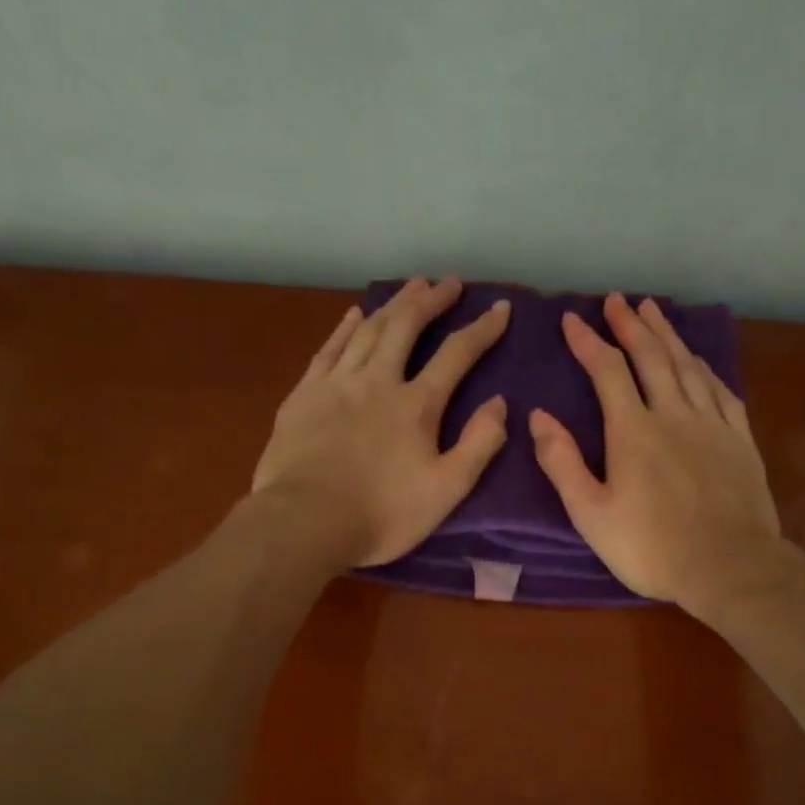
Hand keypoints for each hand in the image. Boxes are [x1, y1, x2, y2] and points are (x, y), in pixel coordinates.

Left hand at [252, 278, 511, 567]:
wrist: (305, 522)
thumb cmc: (382, 514)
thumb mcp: (446, 490)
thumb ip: (478, 445)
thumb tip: (500, 403)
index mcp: (417, 405)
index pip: (457, 354)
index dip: (482, 329)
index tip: (500, 307)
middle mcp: (379, 381)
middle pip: (407, 327)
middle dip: (432, 300)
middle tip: (449, 283)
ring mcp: (337, 383)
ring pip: (368, 329)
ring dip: (393, 304)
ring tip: (411, 286)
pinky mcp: (305, 395)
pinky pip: (329, 348)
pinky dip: (345, 327)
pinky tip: (355, 314)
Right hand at [531, 294, 781, 612]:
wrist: (728, 566)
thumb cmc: (651, 547)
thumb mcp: (591, 514)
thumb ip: (563, 464)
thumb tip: (539, 416)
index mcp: (633, 431)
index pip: (607, 372)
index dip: (588, 342)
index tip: (572, 319)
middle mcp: (674, 414)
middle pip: (651, 357)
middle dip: (631, 325)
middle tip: (617, 300)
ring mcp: (712, 424)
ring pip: (688, 366)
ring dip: (668, 336)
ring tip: (654, 311)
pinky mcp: (740, 440)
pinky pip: (722, 390)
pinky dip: (705, 368)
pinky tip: (699, 360)